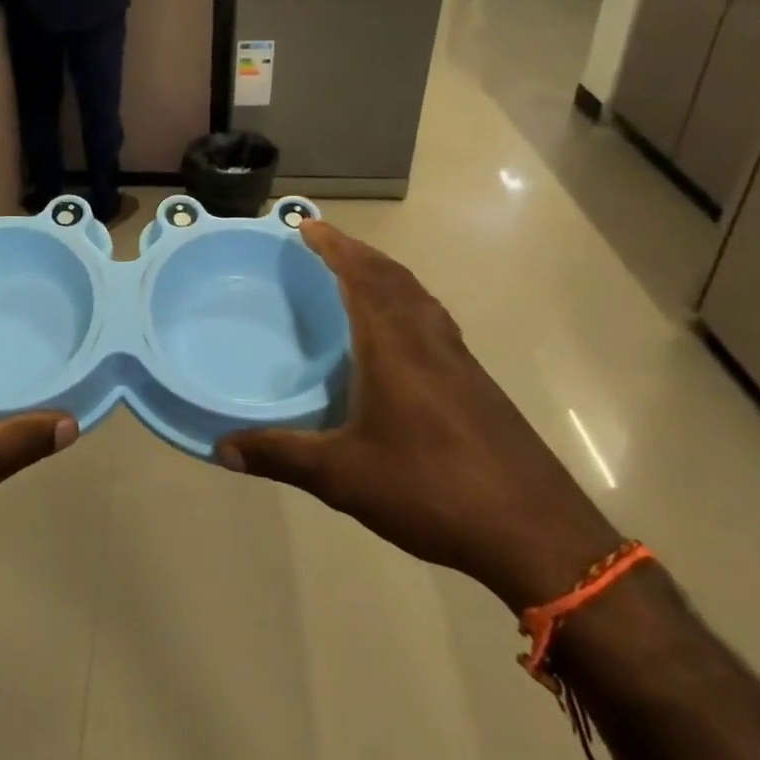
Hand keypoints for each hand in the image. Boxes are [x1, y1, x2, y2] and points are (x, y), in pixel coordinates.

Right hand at [220, 223, 620, 611]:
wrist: (538, 535)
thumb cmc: (432, 490)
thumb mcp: (343, 477)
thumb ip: (280, 456)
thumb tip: (221, 448)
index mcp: (395, 346)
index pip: (362, 277)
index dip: (334, 246)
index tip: (307, 224)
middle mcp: (429, 341)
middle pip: (394, 277)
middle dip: (357, 252)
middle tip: (323, 242)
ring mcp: (460, 362)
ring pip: (419, 297)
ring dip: (385, 275)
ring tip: (355, 275)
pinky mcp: (478, 386)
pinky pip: (434, 322)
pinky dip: (407, 304)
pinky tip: (396, 336)